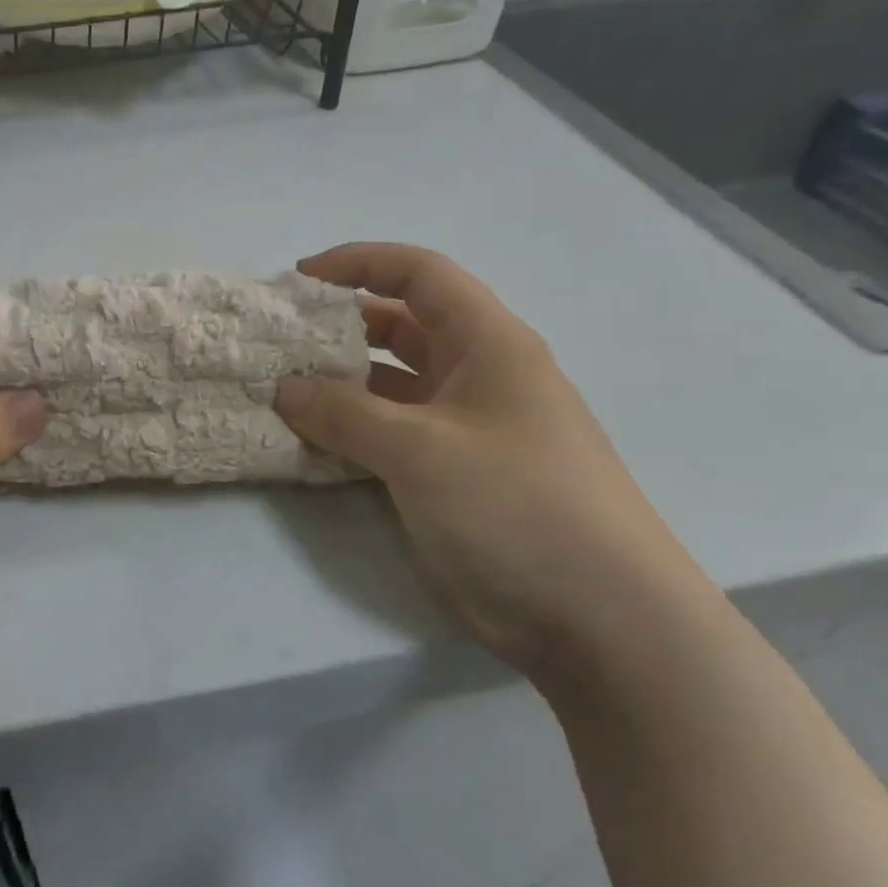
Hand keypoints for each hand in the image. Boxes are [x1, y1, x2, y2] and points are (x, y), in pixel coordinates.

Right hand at [275, 243, 712, 685]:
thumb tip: (286, 389)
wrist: (605, 623)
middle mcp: (481, 375)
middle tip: (282, 343)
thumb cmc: (517, 509)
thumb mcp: (421, 451)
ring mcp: (470, 428)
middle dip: (341, 326)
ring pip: (394, 385)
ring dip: (343, 384)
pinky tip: (315, 442)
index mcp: (488, 344)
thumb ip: (344, 415)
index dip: (358, 263)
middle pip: (403, 326)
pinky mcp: (459, 475)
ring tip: (285, 392)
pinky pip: (395, 434)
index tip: (299, 280)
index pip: (419, 274)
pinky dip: (355, 431)